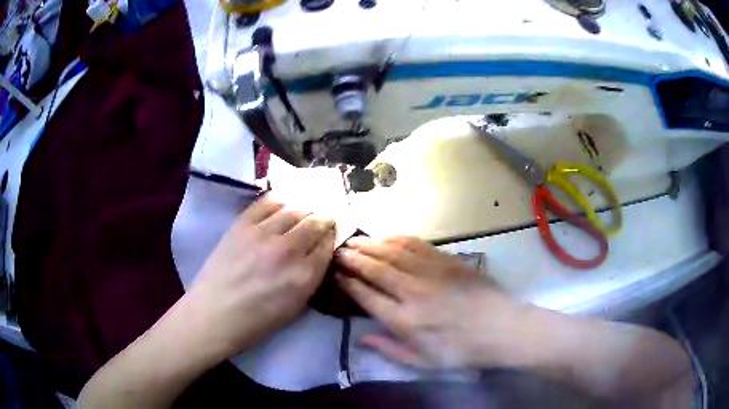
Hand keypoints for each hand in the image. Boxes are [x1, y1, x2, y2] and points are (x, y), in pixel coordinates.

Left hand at [188, 196, 335, 358]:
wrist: (214, 313)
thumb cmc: (256, 321)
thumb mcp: (295, 308)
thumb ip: (311, 279)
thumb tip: (319, 254)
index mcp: (304, 276)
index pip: (328, 244)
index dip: (332, 237)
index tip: (330, 235)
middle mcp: (288, 250)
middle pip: (315, 222)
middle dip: (323, 220)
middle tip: (321, 220)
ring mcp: (263, 233)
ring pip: (294, 209)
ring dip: (304, 209)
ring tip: (303, 212)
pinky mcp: (242, 224)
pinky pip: (268, 202)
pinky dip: (280, 201)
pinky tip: (282, 205)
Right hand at [336, 236, 517, 368]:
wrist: (500, 329)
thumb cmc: (461, 351)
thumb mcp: (423, 362)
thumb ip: (389, 349)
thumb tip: (361, 338)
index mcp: (404, 320)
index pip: (367, 296)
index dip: (348, 283)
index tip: (337, 274)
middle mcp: (412, 292)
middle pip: (375, 269)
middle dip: (353, 258)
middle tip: (339, 250)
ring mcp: (430, 273)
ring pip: (393, 253)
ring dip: (371, 245)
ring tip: (355, 240)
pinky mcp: (447, 261)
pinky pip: (417, 245)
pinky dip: (398, 239)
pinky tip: (387, 236)